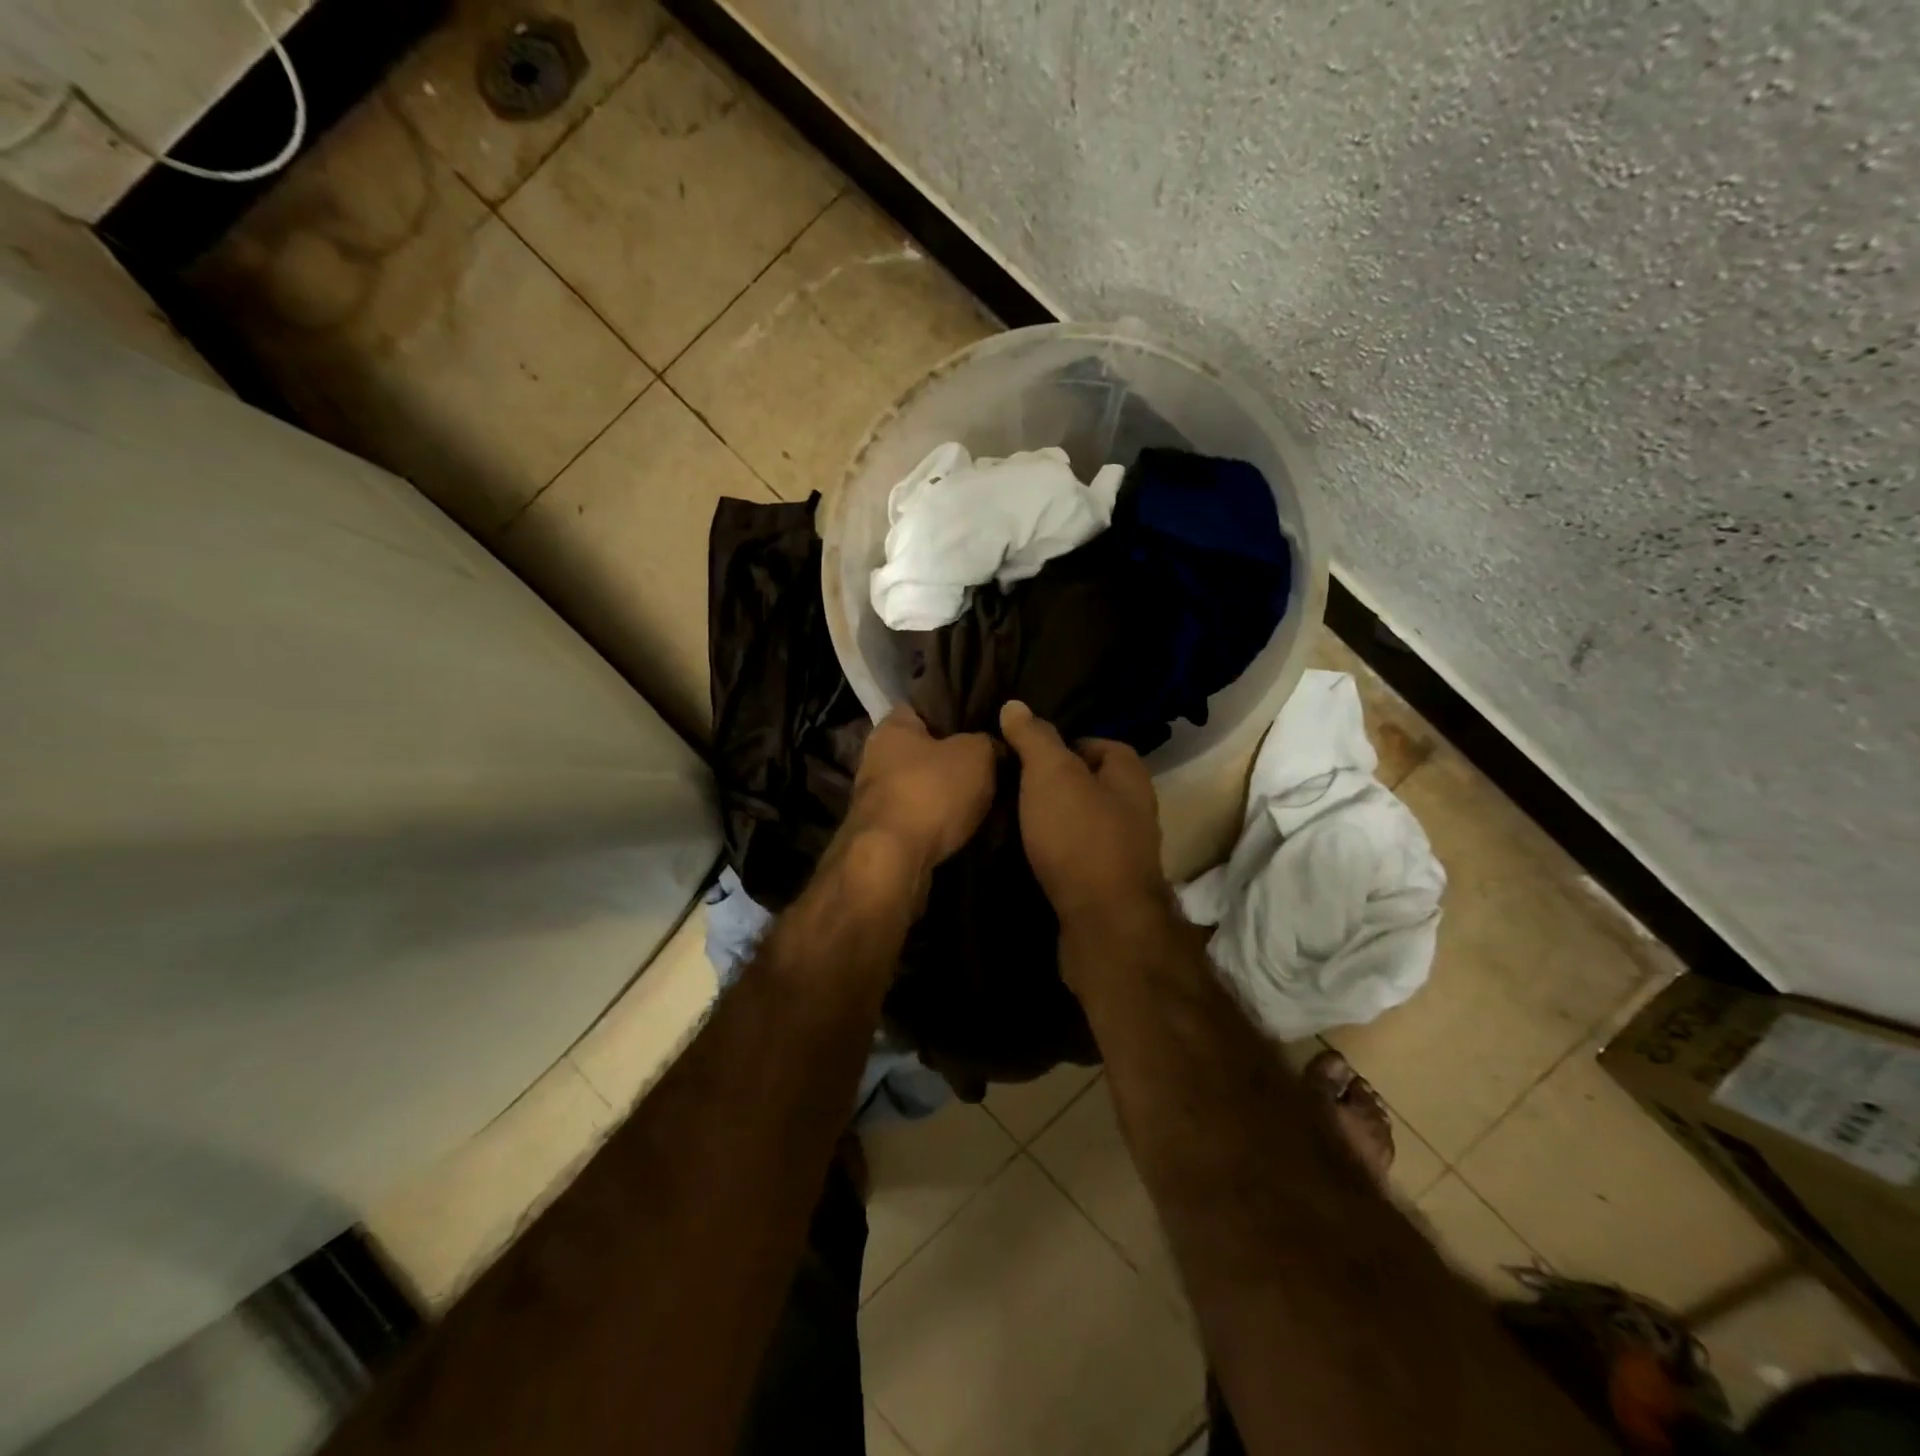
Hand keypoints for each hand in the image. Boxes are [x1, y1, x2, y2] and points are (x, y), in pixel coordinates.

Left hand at [841, 704, 996, 891]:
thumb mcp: (977, 754)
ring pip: (922, 787)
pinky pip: (920, 818)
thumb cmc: (931, 791)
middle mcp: (876, 758)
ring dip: (947, 795)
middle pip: (924, 750)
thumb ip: (987, 743)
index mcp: (892, 726)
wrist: (893, 860)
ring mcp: (876, 799)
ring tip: (985, 799)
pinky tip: (965, 827)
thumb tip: (993, 748)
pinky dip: (939, 823)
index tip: (985, 723)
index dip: (955, 712)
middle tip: (992, 765)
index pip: (924, 707)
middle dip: (954, 759)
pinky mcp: (882, 833)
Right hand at [998, 701, 1168, 928]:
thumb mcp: (1050, 774)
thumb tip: (1015, 705)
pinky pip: (1078, 854)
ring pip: (1083, 821)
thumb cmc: (1080, 836)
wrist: (1104, 923)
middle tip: (1013, 784)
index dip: (1064, 744)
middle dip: (1055, 783)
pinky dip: (1056, 851)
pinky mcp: (1108, 885)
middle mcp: (1135, 809)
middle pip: (1091, 784)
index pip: (1100, 743)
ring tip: (1013, 818)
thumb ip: (1034, 738)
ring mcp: (1125, 850)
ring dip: (1053, 820)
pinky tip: (1029, 854)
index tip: (1027, 753)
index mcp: (1130, 775)